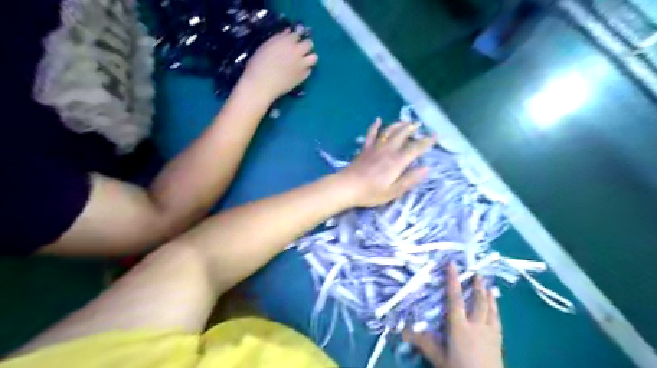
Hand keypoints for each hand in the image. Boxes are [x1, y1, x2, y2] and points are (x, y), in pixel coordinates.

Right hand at [241, 29, 318, 100]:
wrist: (262, 84)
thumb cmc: (258, 64)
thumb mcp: (265, 46)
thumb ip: (278, 39)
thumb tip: (288, 33)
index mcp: (286, 40)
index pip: (297, 34)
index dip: (294, 38)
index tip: (291, 42)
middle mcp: (297, 50)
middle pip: (309, 44)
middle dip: (305, 46)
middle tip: (299, 52)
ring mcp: (301, 64)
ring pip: (314, 57)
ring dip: (310, 58)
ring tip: (303, 62)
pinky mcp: (303, 76)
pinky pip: (309, 71)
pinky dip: (305, 70)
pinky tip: (298, 72)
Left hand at [339, 120, 435, 208]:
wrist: (347, 186)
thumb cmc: (371, 192)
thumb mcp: (393, 191)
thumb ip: (410, 179)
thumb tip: (426, 168)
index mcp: (397, 161)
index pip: (415, 148)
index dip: (426, 142)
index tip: (435, 135)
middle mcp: (388, 150)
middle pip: (402, 135)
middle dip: (412, 128)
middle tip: (419, 124)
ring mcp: (375, 148)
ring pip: (389, 131)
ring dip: (398, 125)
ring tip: (405, 121)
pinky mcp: (365, 149)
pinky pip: (371, 134)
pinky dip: (375, 126)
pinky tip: (378, 120)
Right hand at [401, 264, 503, 366]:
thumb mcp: (438, 358)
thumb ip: (422, 342)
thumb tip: (402, 330)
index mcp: (460, 327)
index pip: (455, 298)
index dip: (453, 280)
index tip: (452, 264)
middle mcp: (476, 325)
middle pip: (477, 301)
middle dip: (477, 286)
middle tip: (476, 272)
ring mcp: (490, 333)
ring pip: (490, 309)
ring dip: (489, 296)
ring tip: (488, 286)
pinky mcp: (499, 342)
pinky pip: (498, 321)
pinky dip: (496, 311)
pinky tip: (496, 310)